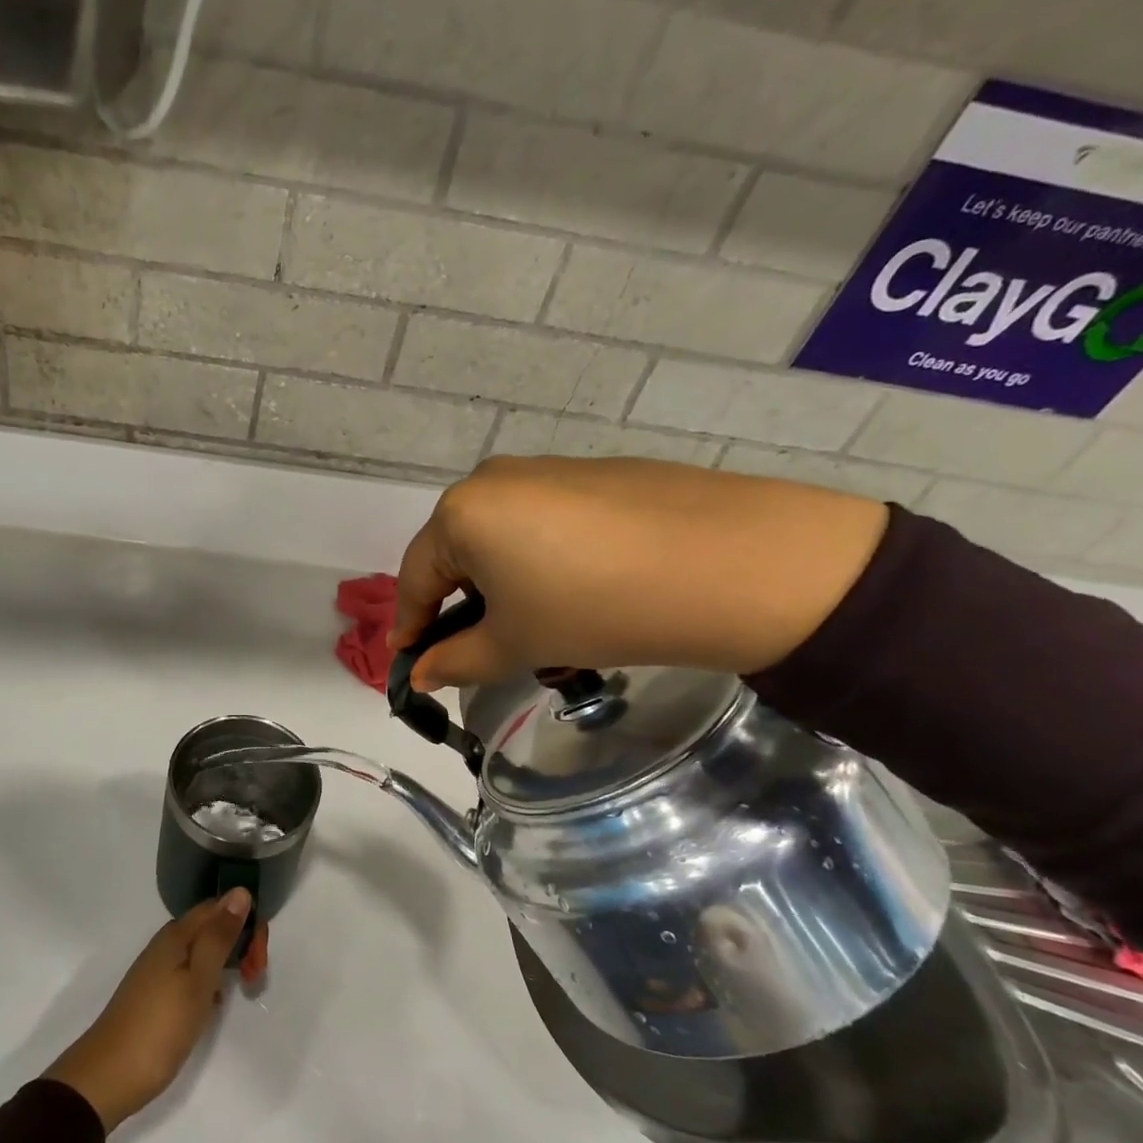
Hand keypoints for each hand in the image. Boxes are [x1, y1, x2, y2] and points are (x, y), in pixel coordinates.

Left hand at [45, 890, 255, 1130]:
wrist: (106, 1079)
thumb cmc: (159, 1027)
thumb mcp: (198, 981)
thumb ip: (219, 936)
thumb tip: (240, 891)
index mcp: (177, 935)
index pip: (219, 906)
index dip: (246, 921)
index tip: (260, 956)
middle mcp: (167, 944)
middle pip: (211, 926)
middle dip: (240, 943)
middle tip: (255, 977)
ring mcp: (159, 969)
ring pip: (203, 951)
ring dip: (228, 963)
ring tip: (242, 989)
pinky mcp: (156, 994)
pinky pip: (191, 973)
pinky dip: (209, 982)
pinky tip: (213, 1006)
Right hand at [389, 456, 889, 690]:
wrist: (732, 564)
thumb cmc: (595, 609)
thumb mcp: (516, 644)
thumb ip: (456, 661)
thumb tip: (421, 674)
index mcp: (461, 513)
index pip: (416, 578)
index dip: (410, 626)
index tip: (410, 664)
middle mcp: (494, 479)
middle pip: (455, 551)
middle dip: (457, 603)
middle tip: (475, 647)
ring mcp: (547, 469)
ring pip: (500, 535)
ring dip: (499, 581)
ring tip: (531, 622)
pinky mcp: (594, 472)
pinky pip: (543, 520)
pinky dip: (539, 557)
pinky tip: (576, 588)